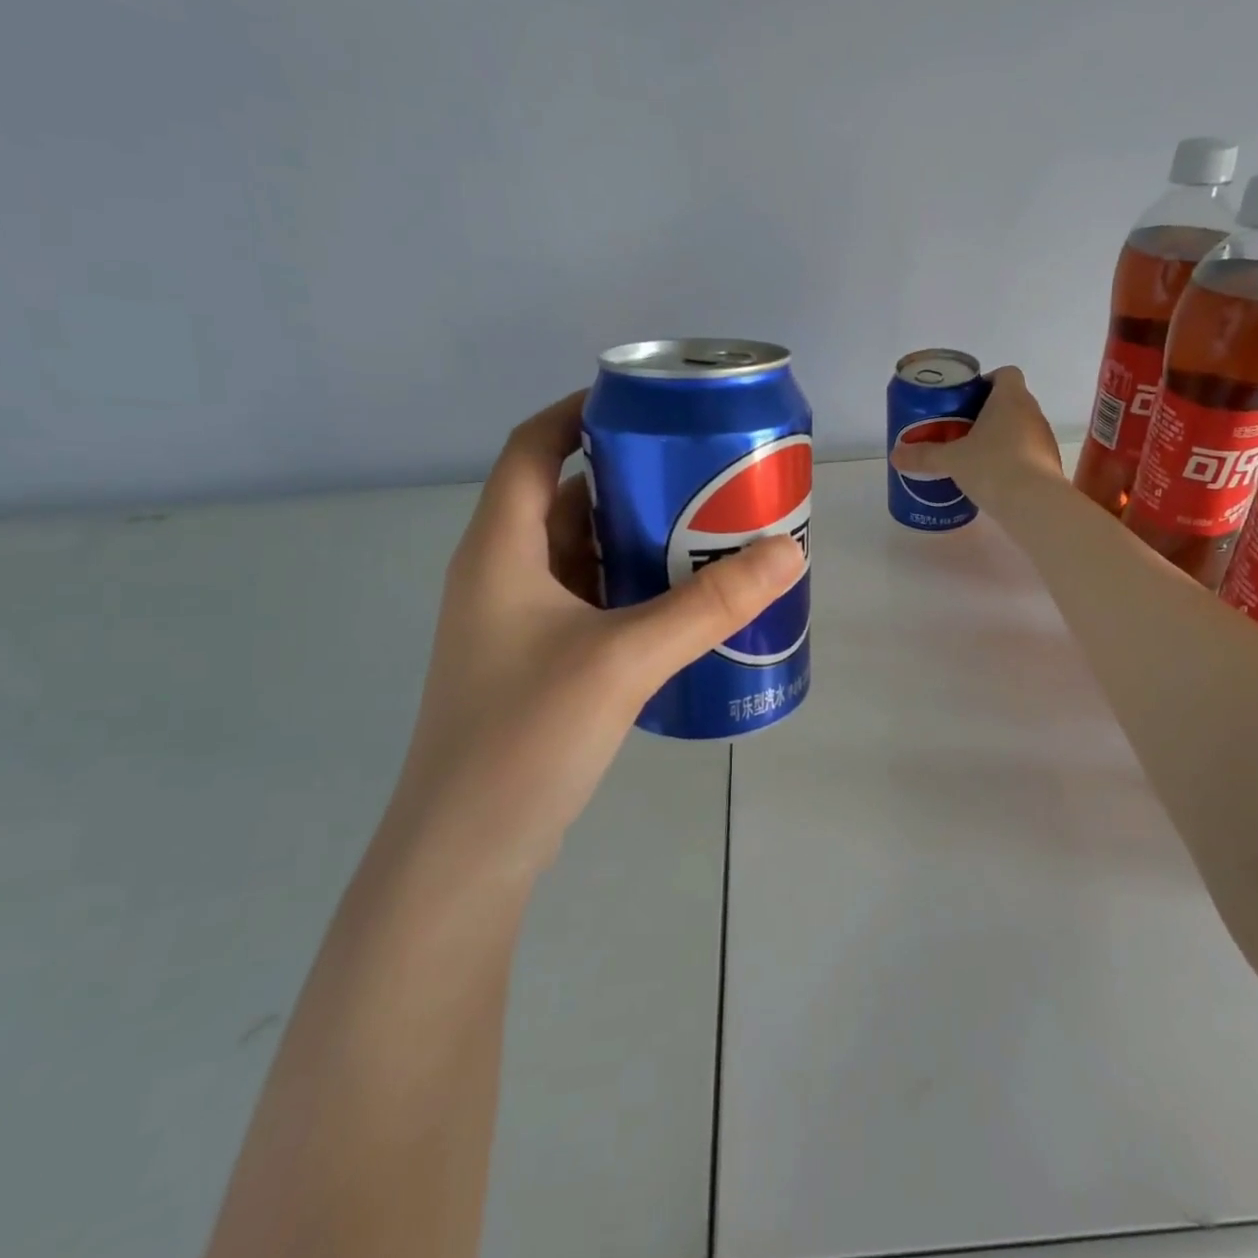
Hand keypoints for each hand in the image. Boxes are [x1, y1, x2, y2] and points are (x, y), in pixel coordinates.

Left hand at [387, 391, 805, 883]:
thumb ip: (709, 605)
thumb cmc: (526, 736)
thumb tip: (788, 552)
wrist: (469, 851)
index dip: (578, 413)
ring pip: (582, 553)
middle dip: (630, 478)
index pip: (531, 448)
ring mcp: (517, 623)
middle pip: (564, 498)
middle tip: (701, 471)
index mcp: (499, 550)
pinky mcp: (539, 662)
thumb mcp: (625, 659)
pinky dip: (632, 585)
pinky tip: (682, 600)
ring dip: (636, 536)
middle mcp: (501, 575)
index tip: (646, 406)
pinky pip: (591, 599)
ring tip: (706, 527)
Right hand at [888, 366, 1062, 513]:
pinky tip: (992, 477)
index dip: (987, 382)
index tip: (966, 401)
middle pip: (1011, 401)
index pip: (1006, 373)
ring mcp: (1044, 439)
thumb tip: (895, 455)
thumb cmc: (992, 467)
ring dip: (1000, 437)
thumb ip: (923, 456)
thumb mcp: (951, 461)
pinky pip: (1027, 453)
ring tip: (974, 456)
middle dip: (987, 413)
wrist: (1033, 505)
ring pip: (1020, 428)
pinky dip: (1011, 459)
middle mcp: (1032, 412)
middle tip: (960, 430)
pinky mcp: (1049, 464)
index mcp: (1010, 399)